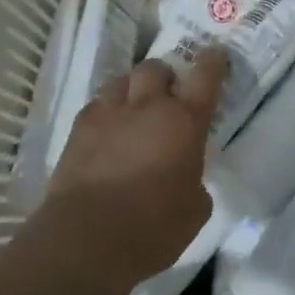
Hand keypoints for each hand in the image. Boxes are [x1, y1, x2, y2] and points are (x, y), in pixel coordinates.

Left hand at [41, 50, 226, 289]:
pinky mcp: (78, 129)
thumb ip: (196, 184)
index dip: (213, 61)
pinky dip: (105, 110)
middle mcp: (148, 107)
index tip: (216, 54)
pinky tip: (107, 129)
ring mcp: (109, 114)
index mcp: (185, 122)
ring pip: (122, 80)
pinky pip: (96, 104)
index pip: (205, 76)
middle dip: (164, 76)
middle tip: (167, 94)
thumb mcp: (195, 211)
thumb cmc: (152, 228)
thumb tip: (189, 180)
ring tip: (134, 107)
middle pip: (155, 67)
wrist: (86, 240)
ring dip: (132, 88)